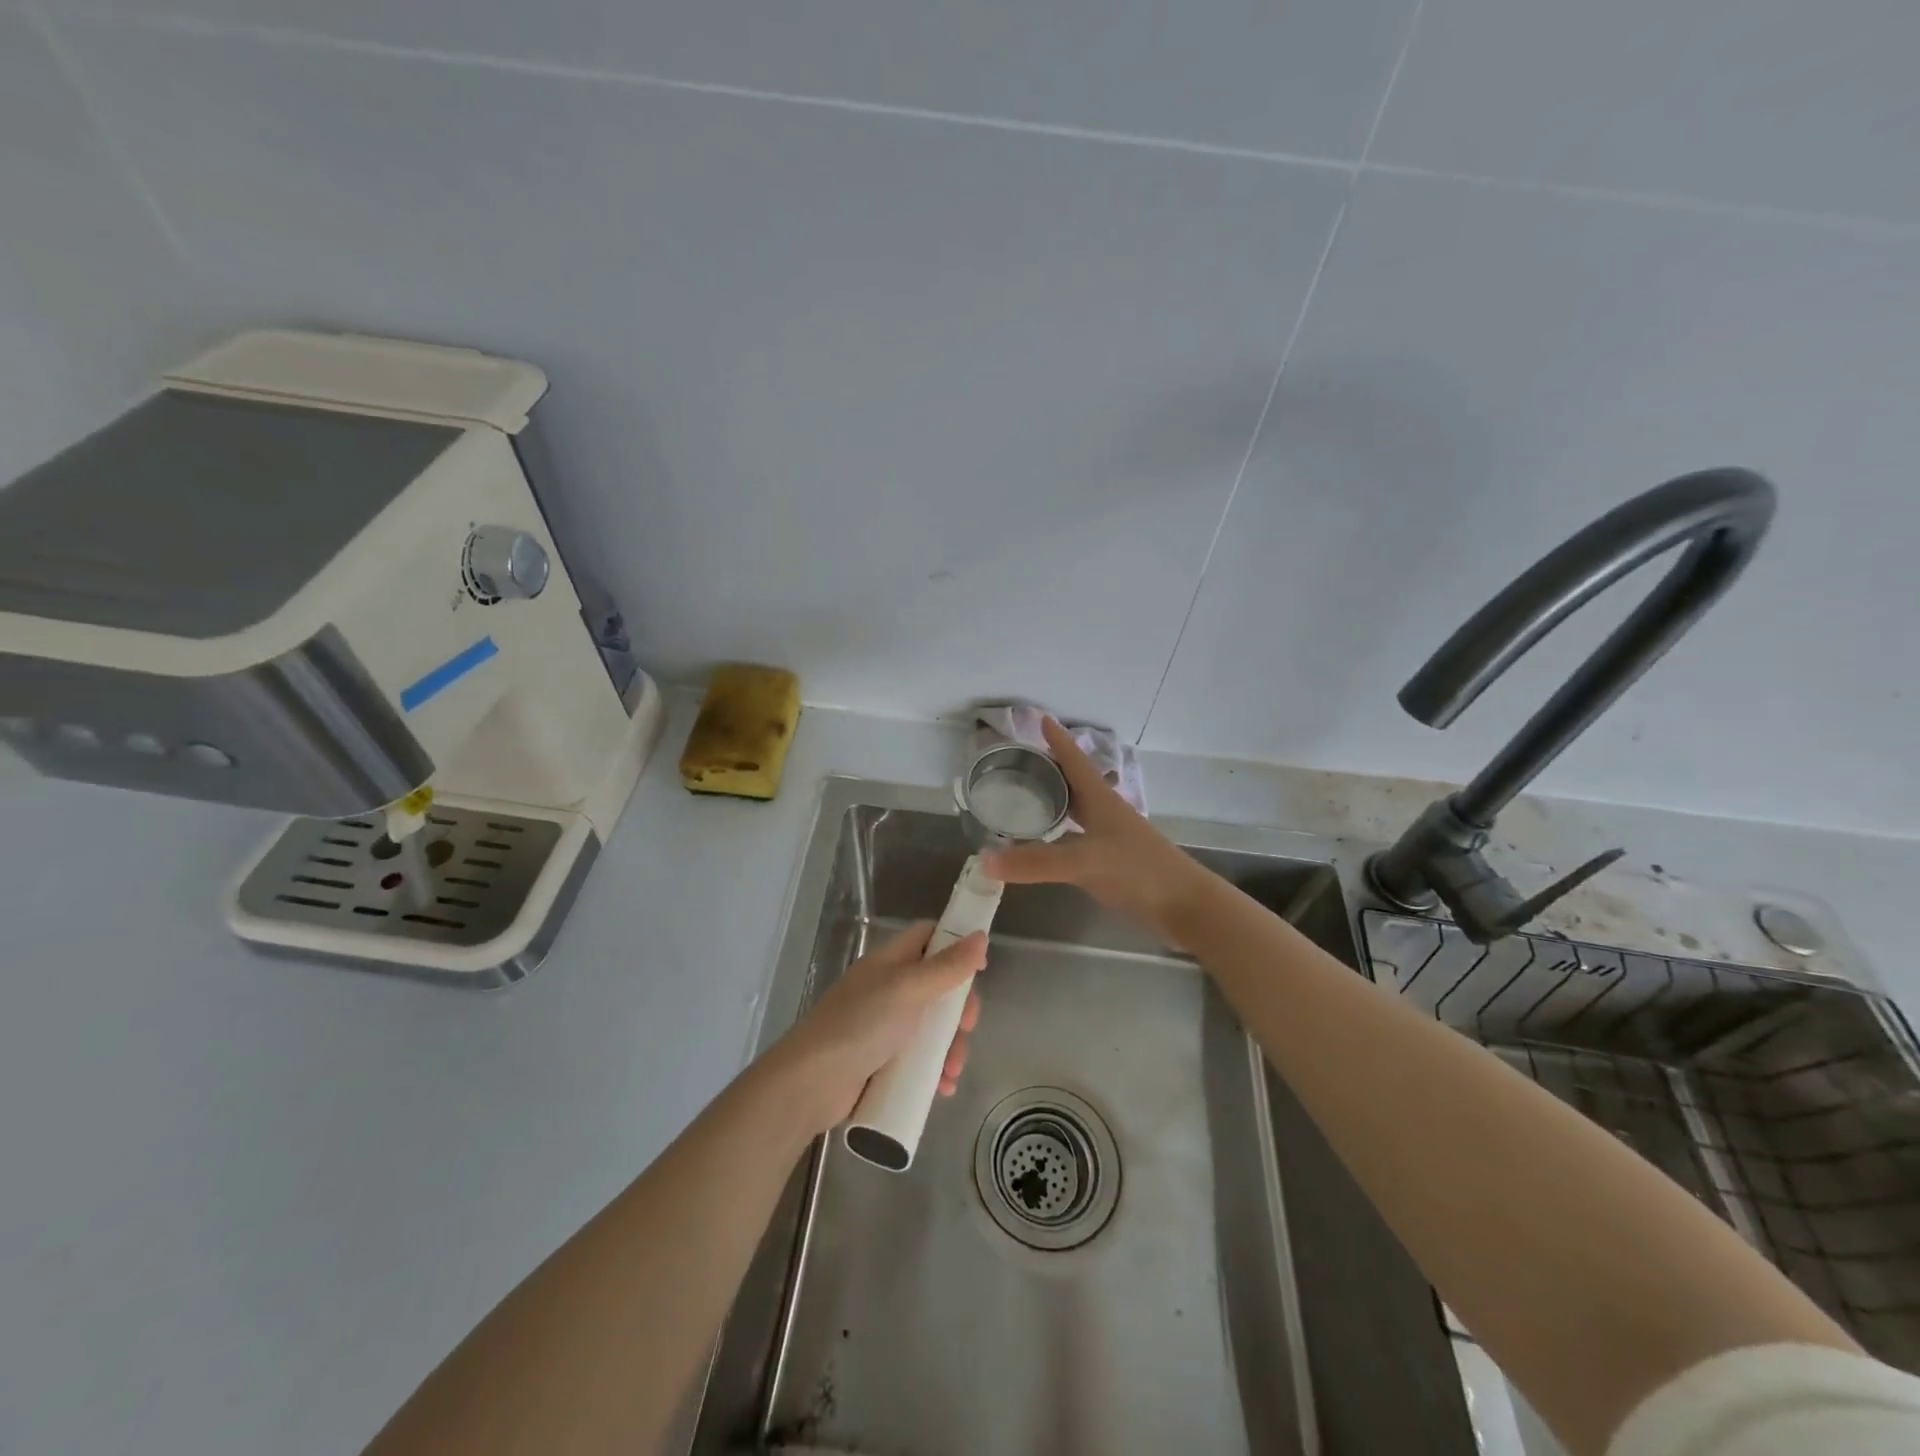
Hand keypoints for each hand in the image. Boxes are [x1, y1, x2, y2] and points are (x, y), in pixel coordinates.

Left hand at [768, 921, 986, 1133]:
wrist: (810, 1084)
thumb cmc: (860, 1025)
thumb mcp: (908, 990)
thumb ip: (946, 967)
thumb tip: (980, 935)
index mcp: (890, 963)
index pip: (927, 937)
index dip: (955, 944)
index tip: (979, 968)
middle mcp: (888, 989)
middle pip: (936, 986)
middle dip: (958, 1009)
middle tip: (967, 1027)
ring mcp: (884, 1027)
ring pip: (931, 1027)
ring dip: (950, 1047)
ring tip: (952, 1071)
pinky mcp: (882, 1062)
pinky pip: (918, 1060)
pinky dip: (934, 1071)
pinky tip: (943, 1087)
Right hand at [984, 717, 1214, 948]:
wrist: (1184, 906)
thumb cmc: (1138, 871)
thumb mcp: (1084, 862)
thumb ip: (1036, 862)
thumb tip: (985, 860)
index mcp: (1101, 800)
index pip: (1075, 761)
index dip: (1059, 741)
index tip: (1042, 719)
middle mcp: (1105, 813)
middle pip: (1074, 782)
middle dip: (1050, 769)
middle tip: (1020, 761)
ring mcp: (1111, 838)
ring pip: (1077, 810)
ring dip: (1055, 800)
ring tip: (1026, 797)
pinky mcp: (1112, 862)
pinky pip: (1078, 837)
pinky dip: (1059, 833)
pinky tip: (1046, 842)